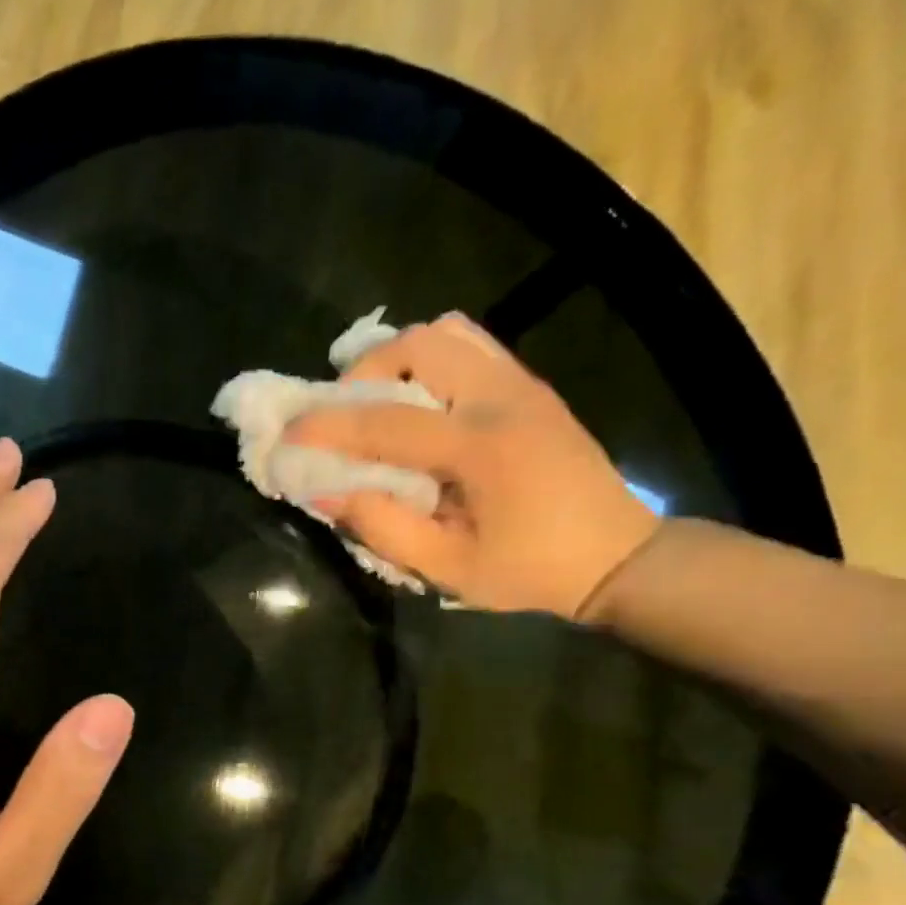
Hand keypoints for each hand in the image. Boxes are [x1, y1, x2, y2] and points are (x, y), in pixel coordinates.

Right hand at [287, 313, 660, 618]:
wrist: (618, 557)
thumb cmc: (531, 571)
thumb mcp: (450, 567)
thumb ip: (384, 528)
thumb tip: (326, 494)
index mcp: (483, 447)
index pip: (387, 422)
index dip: (328, 426)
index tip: (287, 434)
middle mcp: (504, 398)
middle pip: (420, 343)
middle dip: (365, 370)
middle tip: (342, 412)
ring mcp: (523, 385)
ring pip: (448, 333)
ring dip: (398, 358)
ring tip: (376, 401)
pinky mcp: (531, 388)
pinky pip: (472, 347)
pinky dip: (430, 362)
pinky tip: (416, 403)